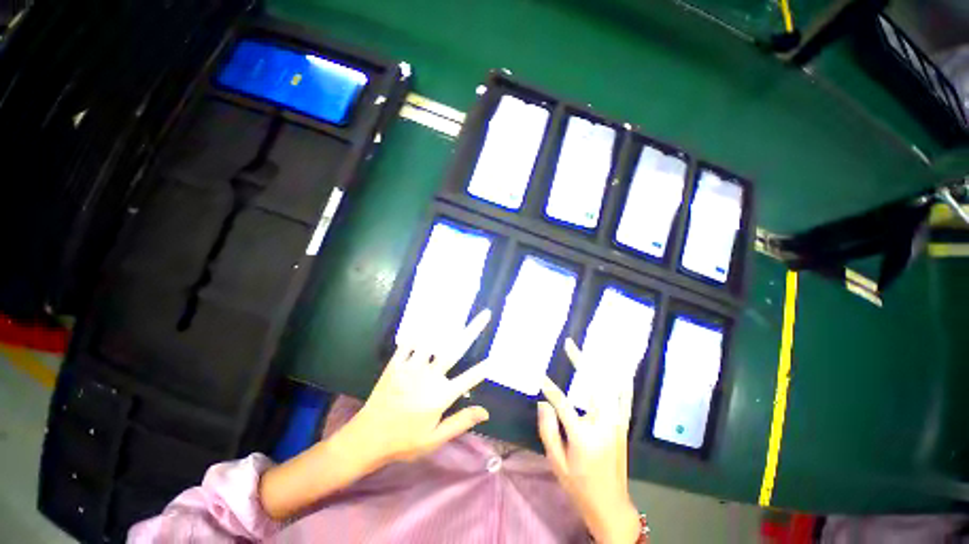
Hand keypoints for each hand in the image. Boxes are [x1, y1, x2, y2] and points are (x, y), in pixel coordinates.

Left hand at [347, 309, 494, 464]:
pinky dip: (417, 333)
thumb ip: (460, 422)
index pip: (469, 379)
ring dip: (445, 324)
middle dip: (472, 330)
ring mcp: (411, 368)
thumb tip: (486, 412)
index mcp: (440, 396)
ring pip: (431, 341)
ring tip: (456, 308)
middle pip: (455, 349)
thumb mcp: (434, 439)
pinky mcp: (395, 365)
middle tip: (485, 315)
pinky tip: (424, 323)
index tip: (495, 357)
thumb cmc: (404, 441)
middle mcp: (428, 377)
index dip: (483, 369)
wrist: (367, 439)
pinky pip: (408, 344)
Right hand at [537, 339, 643, 543]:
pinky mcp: (623, 425)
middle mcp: (603, 424)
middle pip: (592, 384)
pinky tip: (620, 367)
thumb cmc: (580, 486)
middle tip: (569, 344)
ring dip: (600, 364)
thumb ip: (548, 431)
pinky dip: (622, 380)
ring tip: (591, 347)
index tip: (538, 374)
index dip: (549, 387)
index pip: (562, 403)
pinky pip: (625, 397)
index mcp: (583, 436)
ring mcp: (617, 423)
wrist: (612, 506)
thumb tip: (543, 403)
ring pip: (610, 385)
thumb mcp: (557, 464)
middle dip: (581, 360)